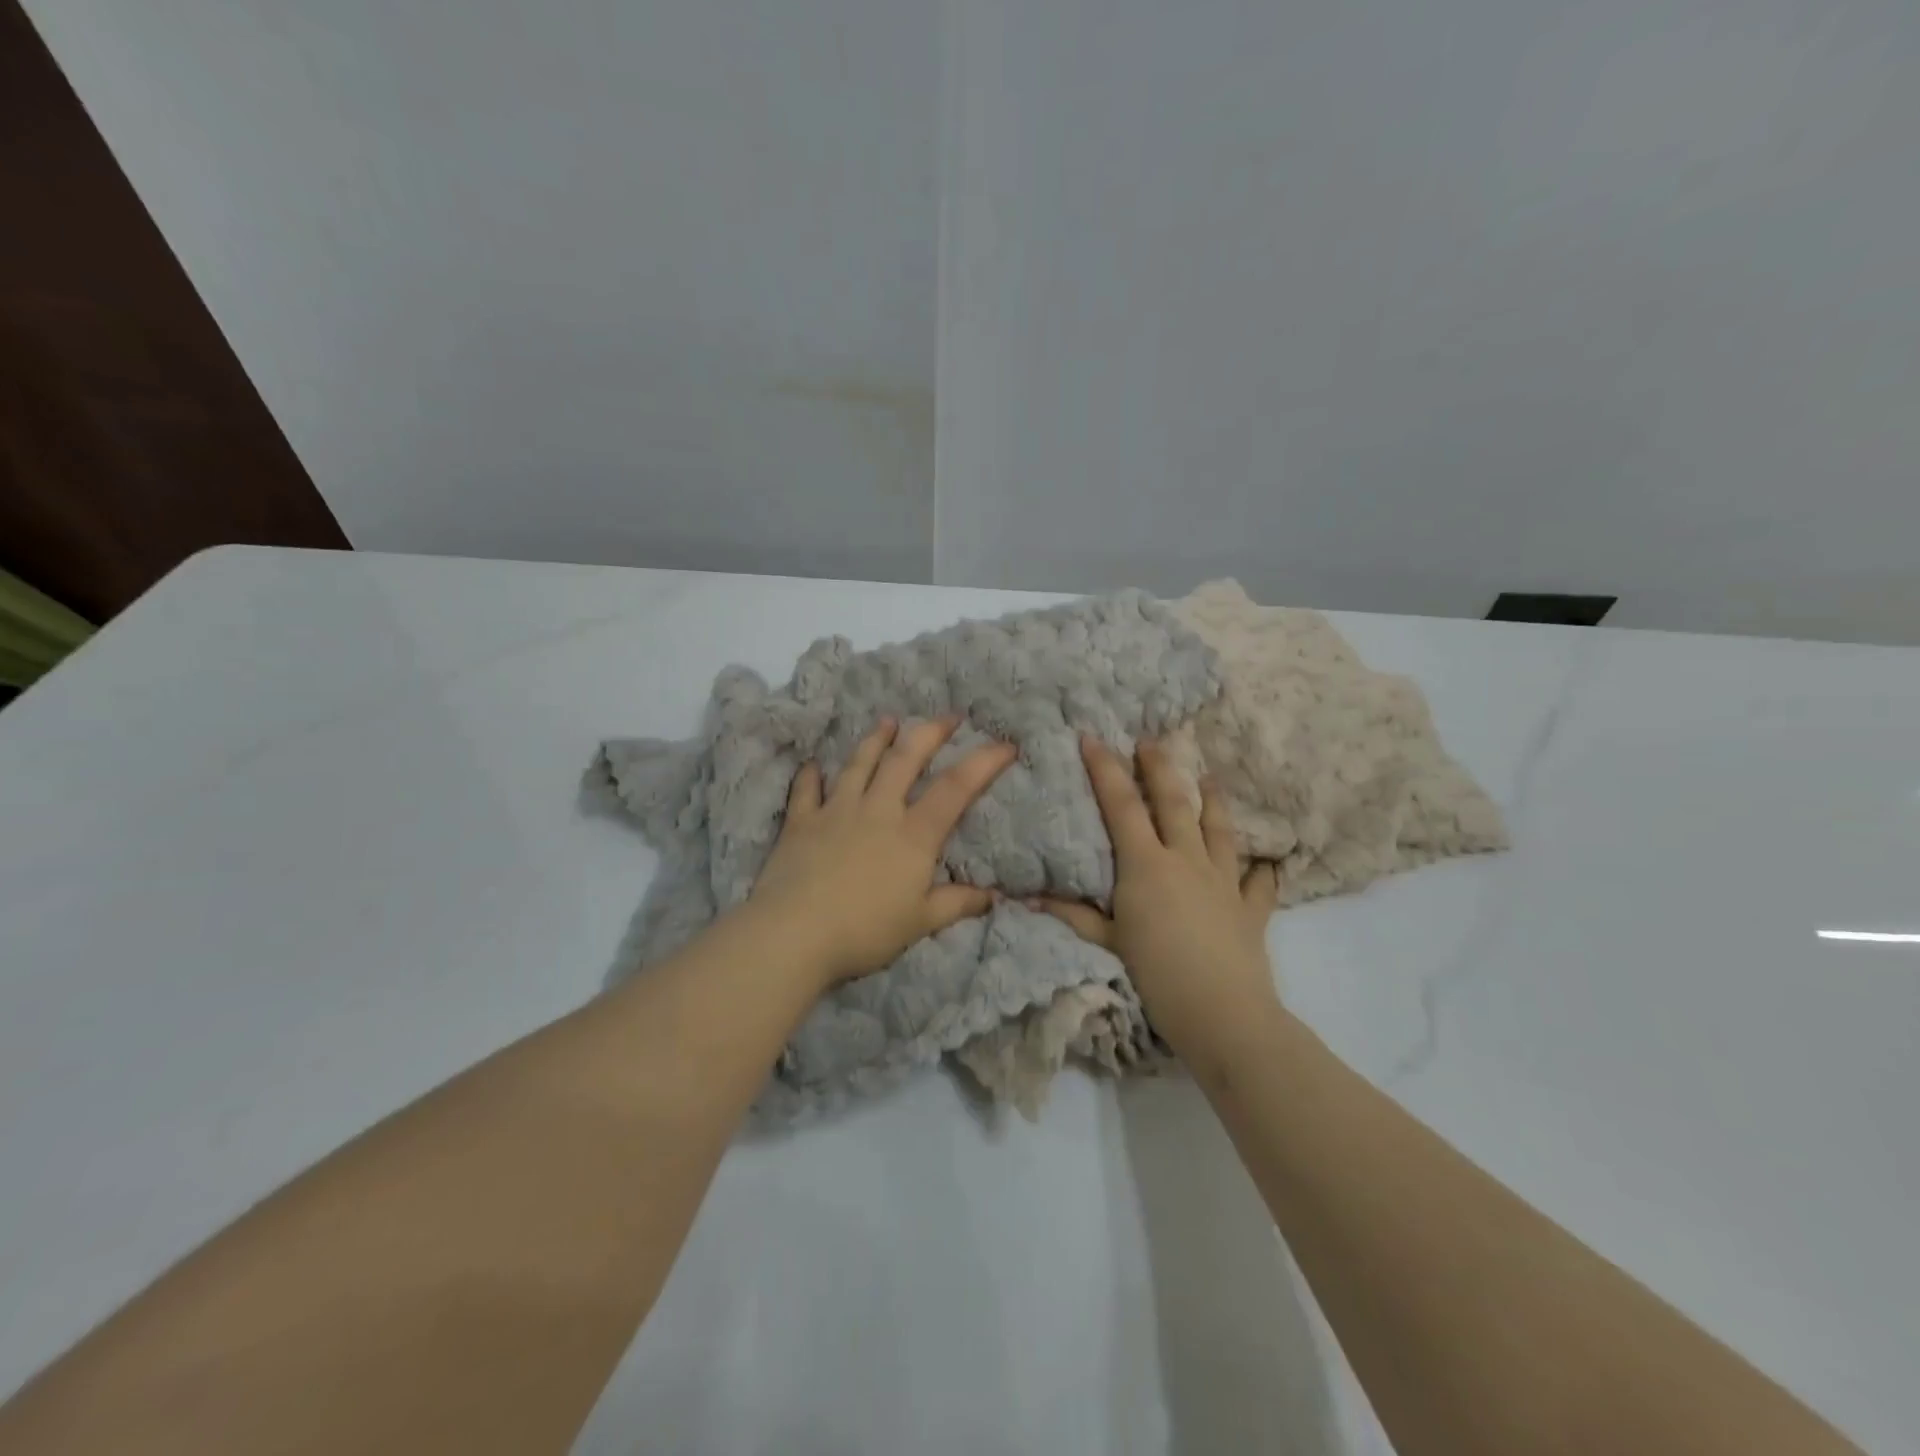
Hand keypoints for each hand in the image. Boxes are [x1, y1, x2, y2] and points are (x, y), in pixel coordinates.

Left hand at [749, 716, 1017, 987]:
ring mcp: (836, 811)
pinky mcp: (801, 822)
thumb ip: (957, 904)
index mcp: (913, 834)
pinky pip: (807, 790)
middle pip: (905, 760)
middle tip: (948, 716)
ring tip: (888, 720)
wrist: (794, 934)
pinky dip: (810, 776)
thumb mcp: (920, 923)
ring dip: (875, 740)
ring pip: (859, 765)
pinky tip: (812, 765)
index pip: (956, 788)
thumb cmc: (865, 930)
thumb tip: (992, 897)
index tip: (1006, 744)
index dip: (984, 763)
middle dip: (930, 733)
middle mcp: (877, 810)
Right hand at [1037, 736, 1280, 1056]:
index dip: (1105, 769)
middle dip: (1159, 767)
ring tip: (1210, 776)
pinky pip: (1259, 882)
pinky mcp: (1250, 908)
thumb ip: (1074, 915)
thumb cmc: (1157, 976)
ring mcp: (1223, 881)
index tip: (1092, 737)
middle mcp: (1186, 860)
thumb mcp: (1108, 943)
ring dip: (1214, 799)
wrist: (1223, 1014)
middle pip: (1174, 802)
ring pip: (1219, 829)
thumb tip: (1029, 897)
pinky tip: (1266, 861)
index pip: (1122, 806)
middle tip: (1150, 740)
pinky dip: (1261, 869)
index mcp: (1147, 865)